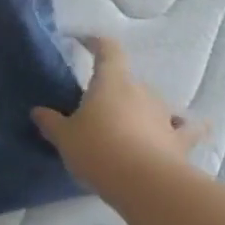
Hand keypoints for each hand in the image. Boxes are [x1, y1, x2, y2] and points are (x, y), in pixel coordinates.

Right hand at [32, 37, 205, 196]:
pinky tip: (185, 127)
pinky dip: (184, 126)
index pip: (108, 50)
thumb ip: (51, 122)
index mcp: (111, 83)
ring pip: (151, 103)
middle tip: (94, 107)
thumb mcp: (64, 137)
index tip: (84, 41)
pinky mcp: (180, 140)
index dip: (96, 43)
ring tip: (126, 124)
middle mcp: (141, 91)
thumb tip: (39, 111)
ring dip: (139, 109)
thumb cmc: (97, 150)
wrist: (144, 183)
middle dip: (112, 90)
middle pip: (126, 81)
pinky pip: (185, 128)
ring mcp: (164, 115)